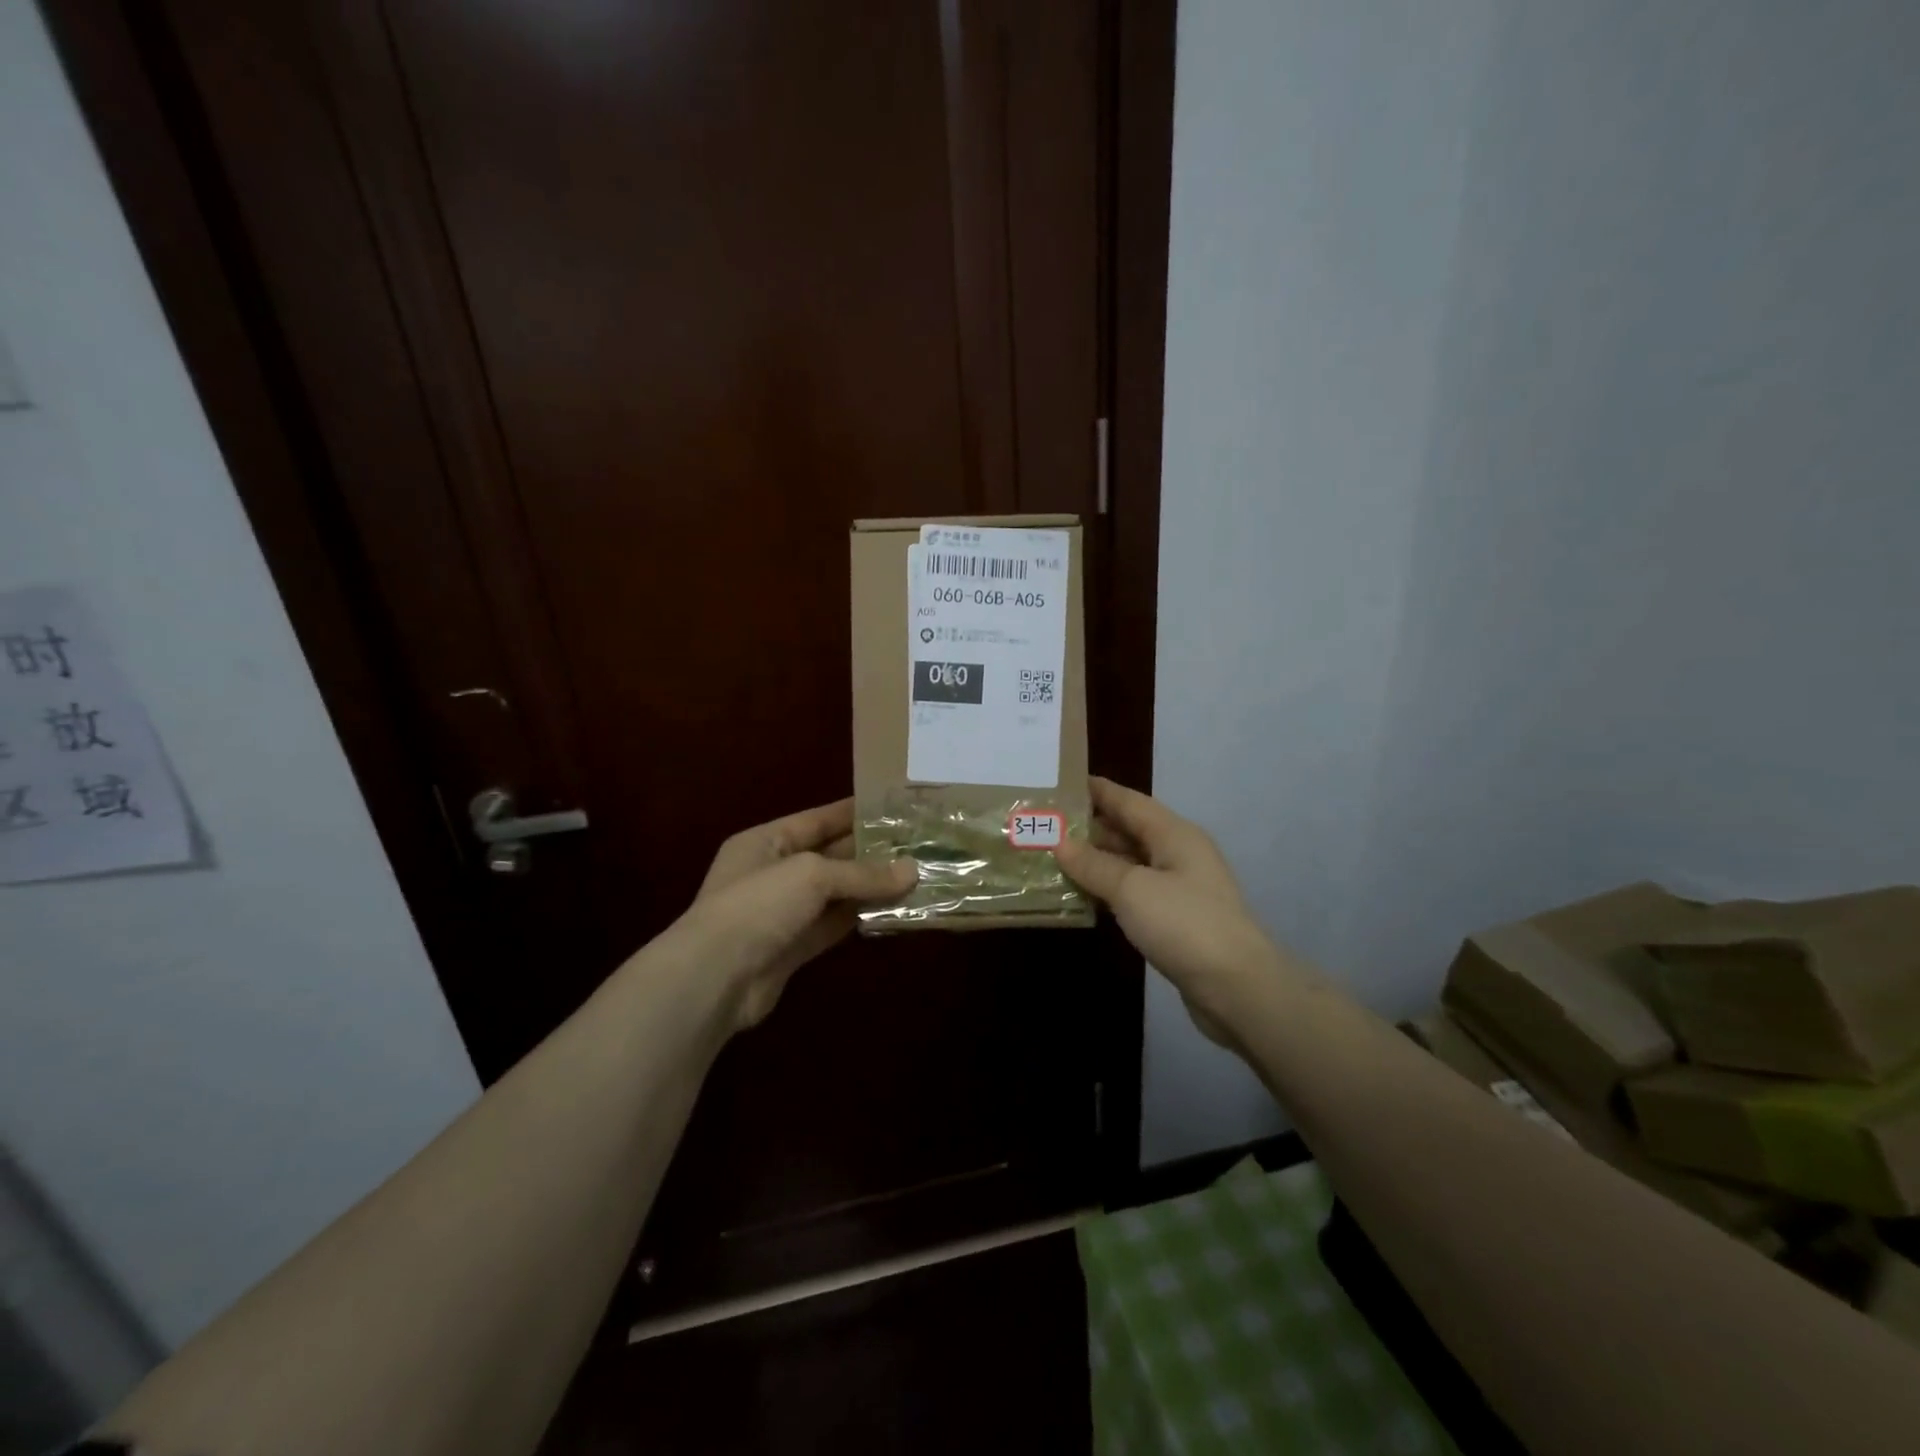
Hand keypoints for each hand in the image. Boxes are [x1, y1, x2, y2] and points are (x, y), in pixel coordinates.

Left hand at [672, 798, 914, 1030]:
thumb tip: (912, 872)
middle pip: (828, 856)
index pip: (816, 819)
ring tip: (915, 875)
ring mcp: (782, 913)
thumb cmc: (758, 906)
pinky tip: (893, 910)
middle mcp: (773, 873)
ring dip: (869, 887)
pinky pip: (833, 925)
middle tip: (915, 844)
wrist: (714, 979)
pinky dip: (859, 918)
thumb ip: (862, 873)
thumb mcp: (812, 875)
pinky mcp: (792, 948)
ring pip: (834, 894)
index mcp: (765, 842)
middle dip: (869, 852)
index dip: (853, 812)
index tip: (893, 808)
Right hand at [1054, 777, 1279, 1041]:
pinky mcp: (1176, 919)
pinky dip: (1109, 890)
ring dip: (1097, 861)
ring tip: (1055, 858)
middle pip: (1129, 830)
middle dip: (1090, 827)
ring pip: (1131, 863)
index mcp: (1174, 834)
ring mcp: (1180, 888)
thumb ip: (1094, 865)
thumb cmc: (1183, 924)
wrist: (1237, 987)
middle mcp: (1179, 854)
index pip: (1129, 801)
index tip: (1061, 782)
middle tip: (1047, 824)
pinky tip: (1083, 895)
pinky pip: (1135, 893)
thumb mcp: (1132, 889)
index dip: (1097, 790)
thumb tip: (1060, 843)